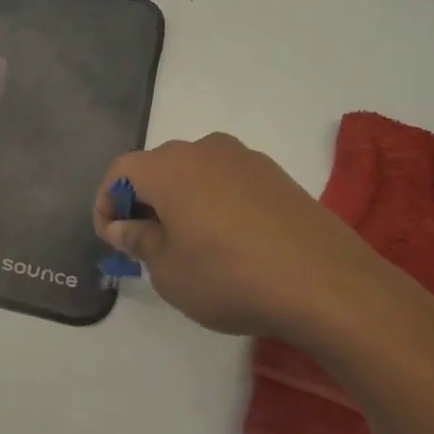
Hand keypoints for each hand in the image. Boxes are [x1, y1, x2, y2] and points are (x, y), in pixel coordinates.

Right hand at [94, 133, 392, 341]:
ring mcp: (246, 159)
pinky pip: (228, 182)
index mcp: (170, 166)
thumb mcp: (169, 271)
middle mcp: (205, 150)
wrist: (326, 284)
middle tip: (146, 246)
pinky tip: (229, 242)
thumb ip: (138, 241)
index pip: (120, 171)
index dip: (106, 204)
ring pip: (195, 173)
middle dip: (143, 203)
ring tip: (190, 246)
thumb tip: (124, 225)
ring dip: (181, 202)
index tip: (113, 241)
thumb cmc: (229, 278)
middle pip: (158, 168)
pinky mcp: (277, 175)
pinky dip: (214, 203)